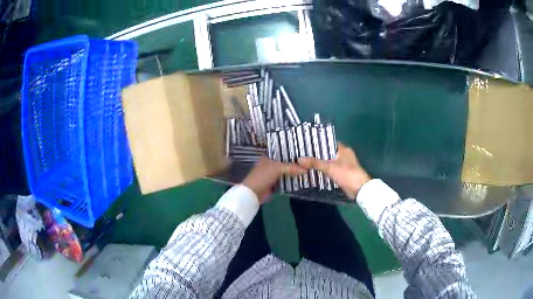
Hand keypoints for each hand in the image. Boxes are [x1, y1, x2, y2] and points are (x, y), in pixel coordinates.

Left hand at [242, 157, 305, 203]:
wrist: (253, 193)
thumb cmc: (262, 176)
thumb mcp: (277, 168)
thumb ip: (291, 167)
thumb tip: (305, 169)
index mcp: (267, 157)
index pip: (281, 152)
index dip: (290, 152)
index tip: (302, 152)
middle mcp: (269, 164)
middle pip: (284, 162)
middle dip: (294, 163)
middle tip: (307, 162)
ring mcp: (271, 175)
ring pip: (285, 172)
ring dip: (293, 172)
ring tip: (307, 169)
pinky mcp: (273, 184)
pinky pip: (284, 180)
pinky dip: (290, 180)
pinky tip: (300, 179)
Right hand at [299, 143, 370, 198]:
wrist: (360, 189)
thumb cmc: (347, 174)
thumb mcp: (330, 168)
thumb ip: (315, 163)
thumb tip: (299, 159)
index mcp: (343, 149)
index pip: (328, 142)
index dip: (318, 143)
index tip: (306, 144)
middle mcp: (344, 155)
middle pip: (328, 152)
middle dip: (317, 154)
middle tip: (303, 154)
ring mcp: (344, 164)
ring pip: (329, 161)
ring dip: (320, 162)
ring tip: (306, 162)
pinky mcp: (343, 173)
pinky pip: (331, 169)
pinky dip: (324, 170)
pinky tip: (314, 171)